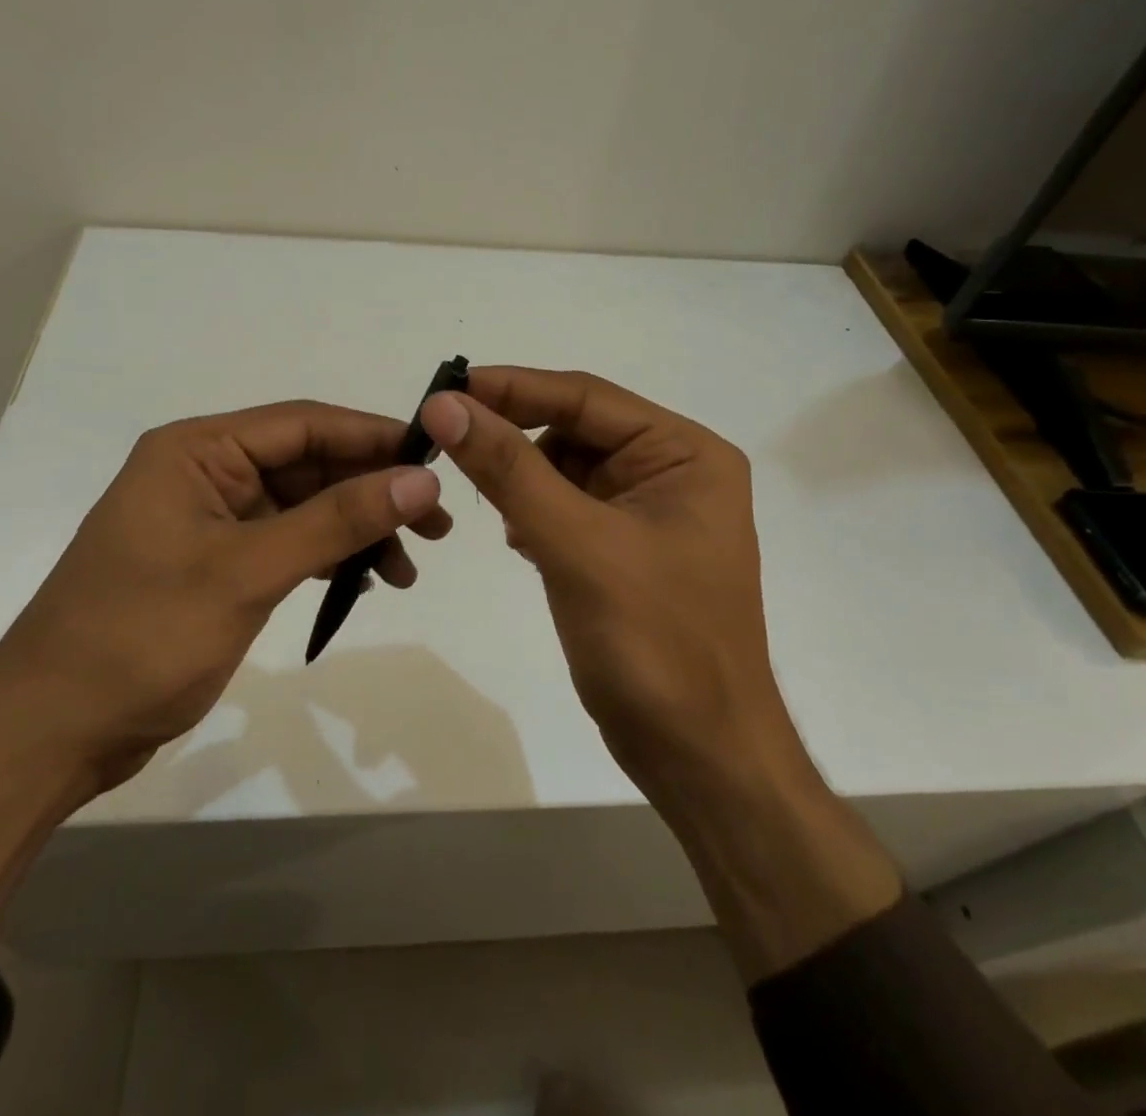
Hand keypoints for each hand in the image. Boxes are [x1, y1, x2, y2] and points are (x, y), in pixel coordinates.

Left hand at [0, 400, 449, 786]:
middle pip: (309, 464)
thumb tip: (421, 480)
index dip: (374, 438)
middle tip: (437, 527)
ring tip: (406, 570)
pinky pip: (287, 543)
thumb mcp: (247, 573)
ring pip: (304, 507)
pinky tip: (363, 582)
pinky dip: (327, 558)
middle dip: (372, 492)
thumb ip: (337, 522)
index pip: (304, 424)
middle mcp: (205, 472)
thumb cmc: (141, 637)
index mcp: (198, 450)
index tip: (437, 461)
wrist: (50, 733)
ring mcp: (210, 520)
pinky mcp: (216, 564)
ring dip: (356, 531)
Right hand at [417, 366, 779, 796]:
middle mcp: (673, 471)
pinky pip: (569, 508)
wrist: (700, 757)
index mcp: (685, 453)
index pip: (585, 398)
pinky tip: (518, 539)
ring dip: (523, 479)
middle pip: (576, 429)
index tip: (445, 389)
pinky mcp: (626, 549)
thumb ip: (509, 470)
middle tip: (448, 444)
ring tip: (490, 506)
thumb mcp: (577, 546)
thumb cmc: (654, 644)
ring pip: (566, 469)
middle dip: (515, 438)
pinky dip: (536, 513)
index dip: (512, 388)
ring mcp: (650, 512)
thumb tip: (445, 406)